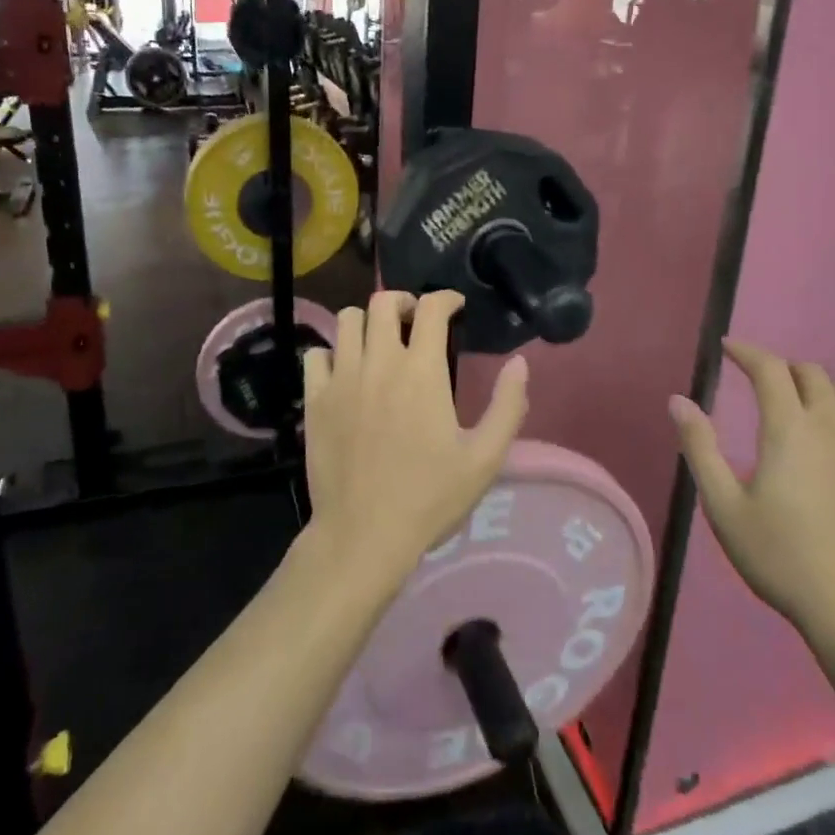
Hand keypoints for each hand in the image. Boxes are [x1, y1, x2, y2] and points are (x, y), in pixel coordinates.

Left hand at [302, 291, 528, 587]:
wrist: (364, 536)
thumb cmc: (430, 498)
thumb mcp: (485, 458)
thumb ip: (508, 406)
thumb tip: (520, 363)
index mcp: (422, 371)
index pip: (431, 308)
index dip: (446, 298)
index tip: (455, 307)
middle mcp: (379, 362)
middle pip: (383, 302)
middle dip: (403, 301)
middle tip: (415, 320)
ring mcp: (342, 378)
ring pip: (347, 320)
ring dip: (367, 321)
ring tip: (380, 341)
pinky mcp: (315, 400)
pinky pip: (316, 354)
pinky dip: (332, 353)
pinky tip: (345, 371)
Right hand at [669, 342, 834, 644]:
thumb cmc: (780, 556)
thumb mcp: (723, 506)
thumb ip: (700, 447)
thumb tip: (678, 400)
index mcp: (791, 430)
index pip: (771, 369)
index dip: (747, 351)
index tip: (726, 348)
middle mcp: (833, 429)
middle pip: (812, 373)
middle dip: (780, 366)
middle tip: (754, 380)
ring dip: (814, 386)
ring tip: (791, 405)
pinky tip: (823, 444)